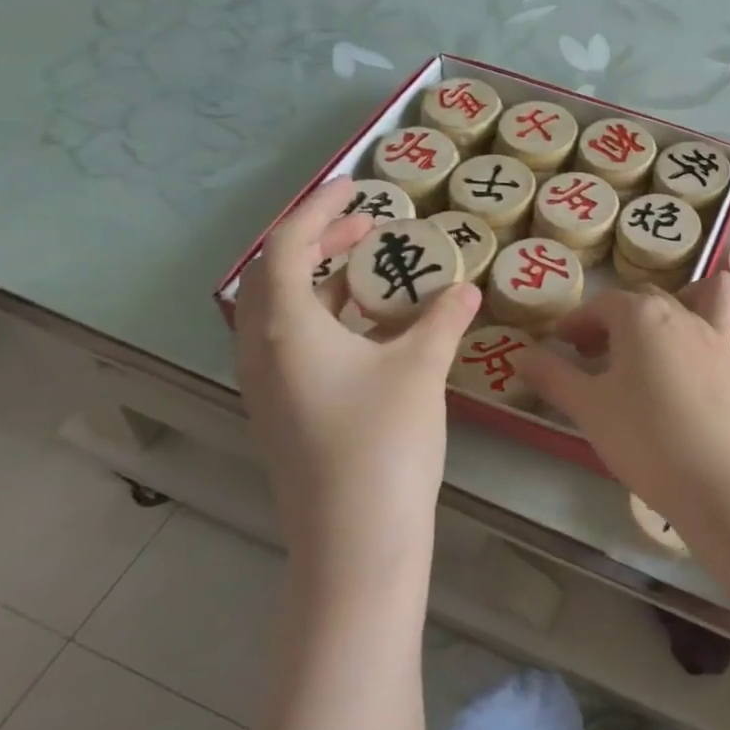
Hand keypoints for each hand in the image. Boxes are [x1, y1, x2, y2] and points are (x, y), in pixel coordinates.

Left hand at [234, 177, 480, 577]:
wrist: (355, 540)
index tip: (356, 188)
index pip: (285, 246)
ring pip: (286, 315)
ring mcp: (270, 389)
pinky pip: (298, 346)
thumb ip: (441, 320)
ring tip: (372, 271)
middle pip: (278, 277)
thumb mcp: (419, 368)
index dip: (318, 209)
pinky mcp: (287, 416)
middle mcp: (264, 353)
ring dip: (324, 283)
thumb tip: (465, 289)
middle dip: (320, 243)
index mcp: (285, 329)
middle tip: (367, 228)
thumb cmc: (383, 441)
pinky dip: (330, 321)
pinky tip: (375, 330)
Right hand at [517, 273, 729, 518]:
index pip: (601, 304)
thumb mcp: (586, 407)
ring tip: (668, 325)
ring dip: (693, 296)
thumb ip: (552, 376)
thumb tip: (519, 355)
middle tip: (594, 353)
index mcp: (640, 316)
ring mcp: (718, 339)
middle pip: (645, 299)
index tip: (560, 345)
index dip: (577, 322)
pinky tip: (722, 337)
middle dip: (616, 317)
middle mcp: (682, 315)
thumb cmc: (642, 437)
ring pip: (714, 294)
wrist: (713, 479)